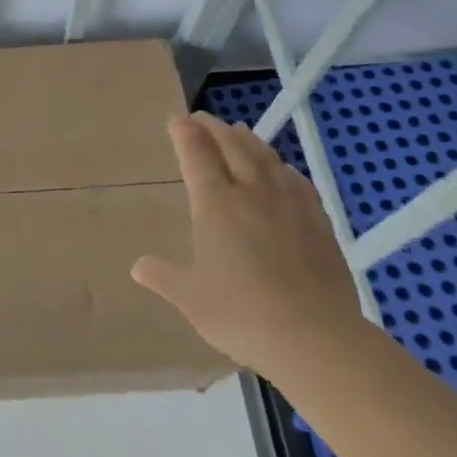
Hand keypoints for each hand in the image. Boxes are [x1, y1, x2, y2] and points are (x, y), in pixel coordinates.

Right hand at [131, 112, 364, 381]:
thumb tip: (137, 267)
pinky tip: (281, 169)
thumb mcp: (191, 299)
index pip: (196, 155)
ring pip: (266, 158)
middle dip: (214, 128)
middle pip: (232, 146)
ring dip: (248, 139)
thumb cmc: (241, 314)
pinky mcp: (318, 221)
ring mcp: (289, 204)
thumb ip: (163, 277)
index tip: (176, 119)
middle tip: (202, 118)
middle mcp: (251, 192)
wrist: (315, 338)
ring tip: (239, 130)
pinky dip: (281, 166)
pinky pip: (296, 180)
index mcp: (215, 204)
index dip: (185, 133)